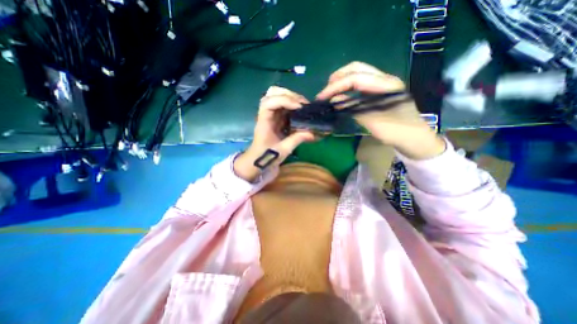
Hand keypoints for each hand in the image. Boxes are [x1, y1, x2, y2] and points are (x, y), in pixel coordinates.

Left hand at [234, 86, 315, 182]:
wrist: (258, 161)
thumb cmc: (266, 157)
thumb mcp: (282, 150)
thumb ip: (296, 139)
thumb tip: (313, 132)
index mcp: (264, 122)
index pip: (269, 102)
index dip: (284, 100)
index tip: (299, 107)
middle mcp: (266, 114)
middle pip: (272, 93)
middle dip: (289, 95)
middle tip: (302, 104)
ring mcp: (271, 115)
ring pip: (278, 96)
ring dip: (292, 98)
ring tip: (303, 106)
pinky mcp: (276, 118)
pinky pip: (284, 106)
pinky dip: (293, 105)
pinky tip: (301, 111)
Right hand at [315, 61, 444, 159]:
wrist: (413, 137)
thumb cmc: (396, 132)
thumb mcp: (373, 122)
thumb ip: (353, 108)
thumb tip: (334, 100)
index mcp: (386, 85)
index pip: (355, 78)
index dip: (336, 86)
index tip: (322, 97)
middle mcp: (385, 78)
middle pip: (356, 68)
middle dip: (337, 78)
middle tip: (324, 92)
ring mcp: (383, 83)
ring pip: (358, 73)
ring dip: (342, 81)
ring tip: (330, 93)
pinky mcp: (379, 90)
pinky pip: (361, 83)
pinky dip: (348, 86)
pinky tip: (341, 95)